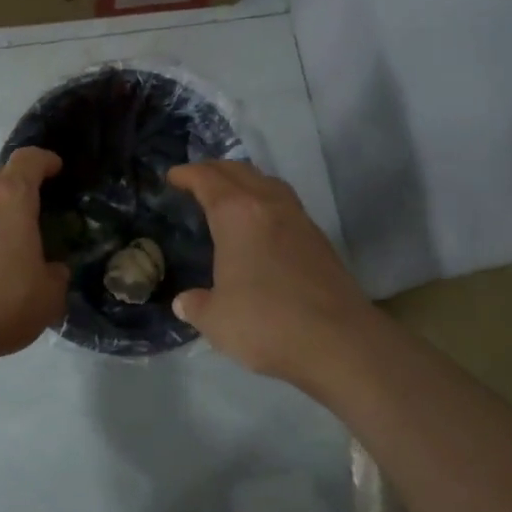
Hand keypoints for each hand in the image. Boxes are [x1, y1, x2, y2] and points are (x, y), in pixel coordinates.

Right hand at [167, 160, 377, 388]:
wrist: (338, 341)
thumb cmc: (266, 323)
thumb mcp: (216, 320)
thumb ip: (196, 306)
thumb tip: (184, 302)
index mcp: (236, 214)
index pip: (207, 180)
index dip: (187, 174)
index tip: (172, 177)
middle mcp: (268, 205)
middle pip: (239, 171)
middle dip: (214, 170)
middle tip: (196, 180)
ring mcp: (299, 219)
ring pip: (267, 183)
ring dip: (245, 181)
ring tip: (230, 195)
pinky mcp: (319, 239)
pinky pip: (285, 203)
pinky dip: (265, 201)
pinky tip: (262, 224)